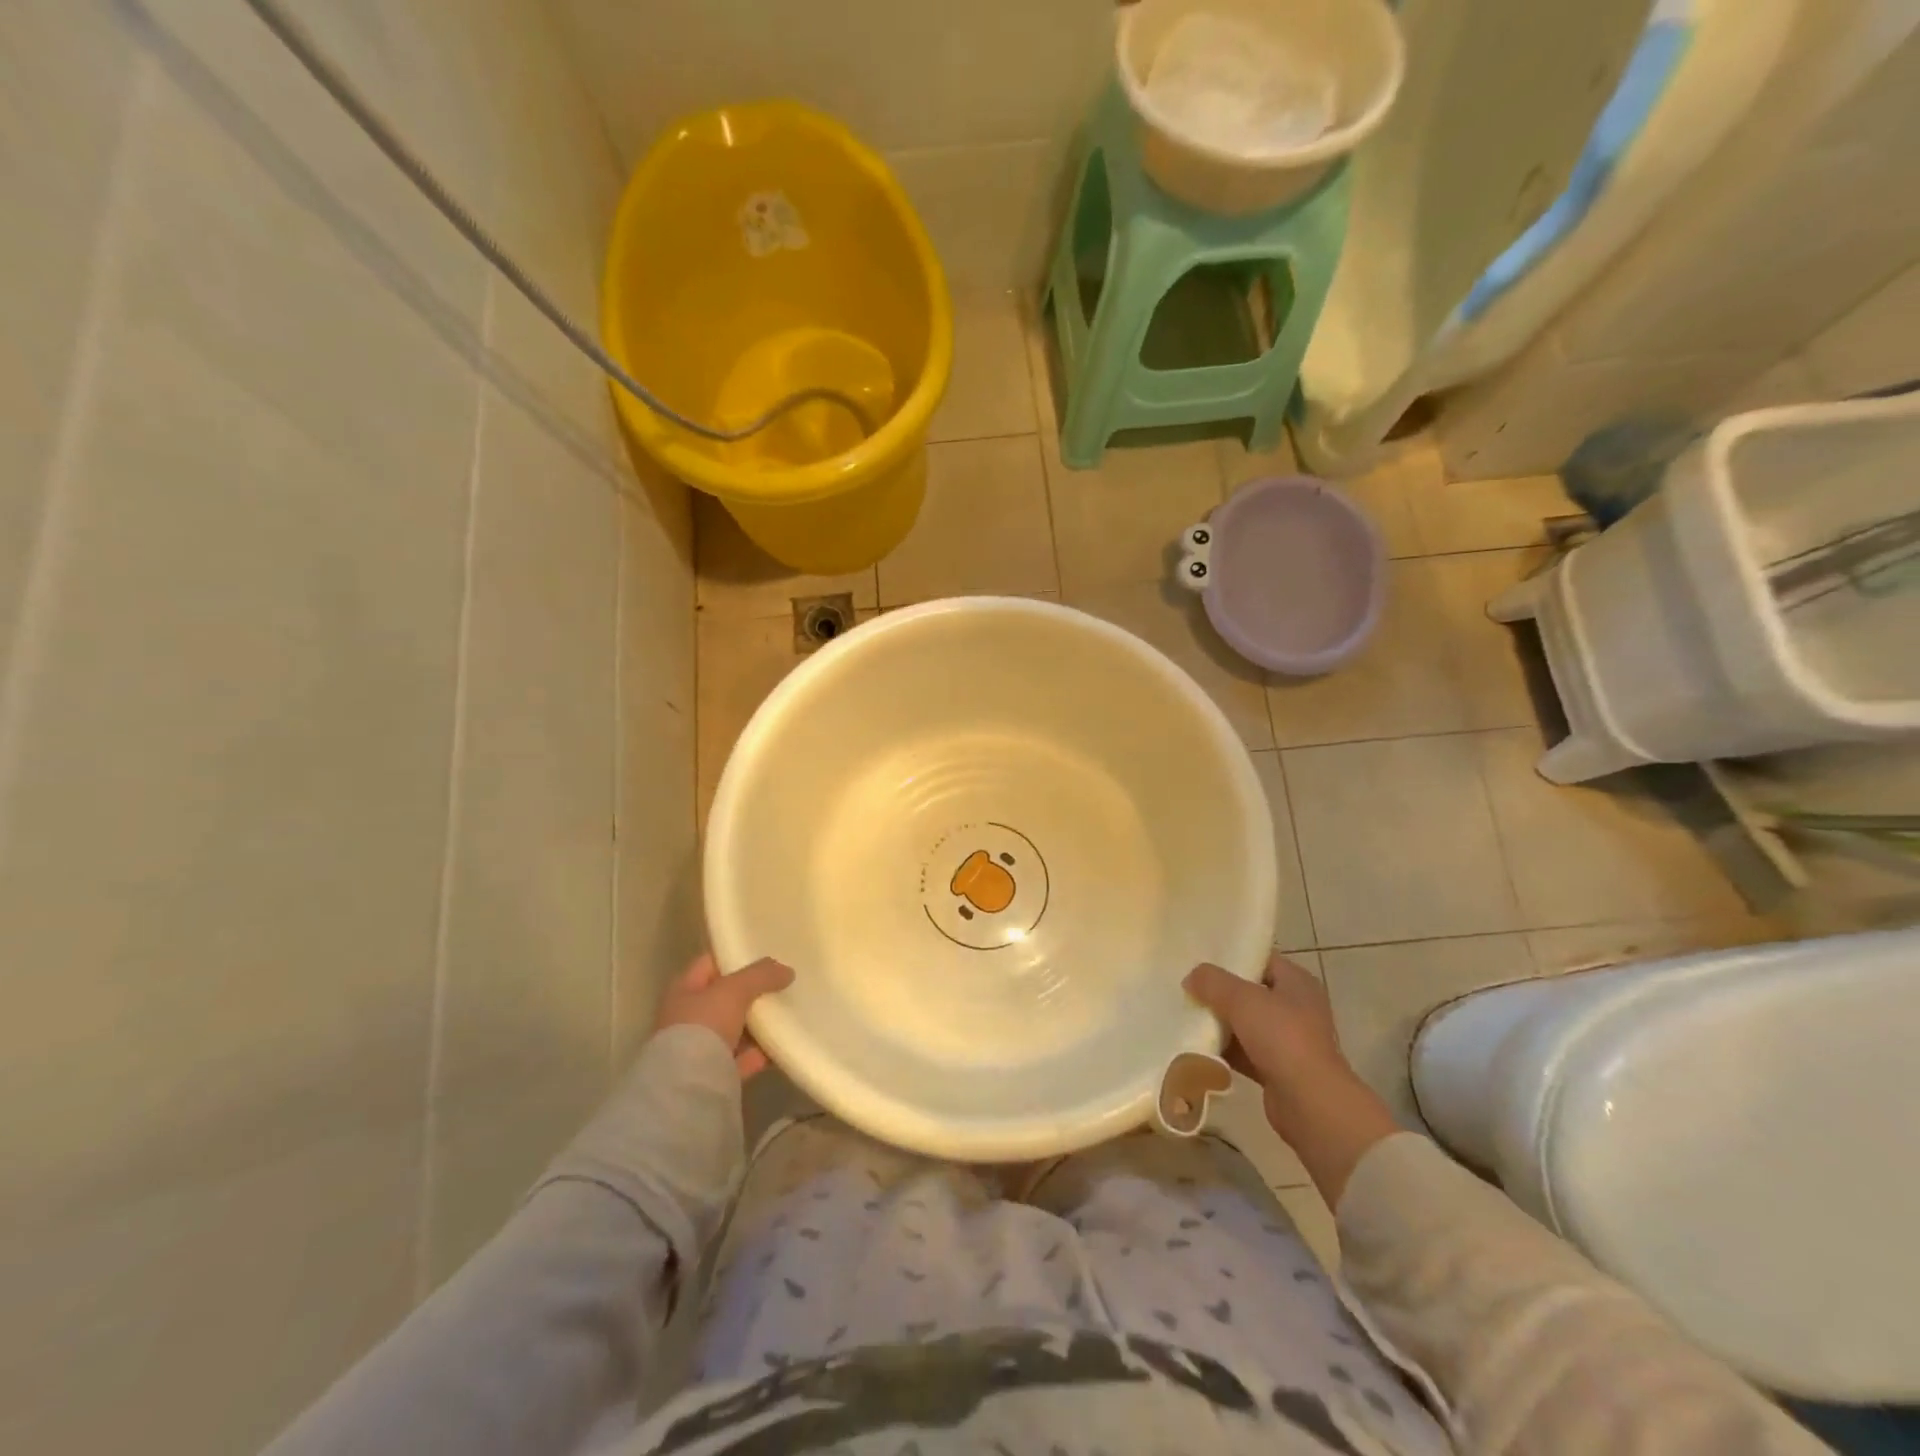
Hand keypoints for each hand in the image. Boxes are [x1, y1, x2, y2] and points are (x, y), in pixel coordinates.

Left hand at [654, 953, 793, 1078]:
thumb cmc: (703, 1026)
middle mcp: (688, 1017)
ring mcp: (701, 1048)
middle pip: (725, 997)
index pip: (710, 964)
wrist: (689, 1087)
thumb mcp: (734, 990)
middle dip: (751, 991)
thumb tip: (786, 971)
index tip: (764, 954)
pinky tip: (784, 1043)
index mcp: (683, 991)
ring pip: (736, 1028)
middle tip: (782, 983)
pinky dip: (762, 1051)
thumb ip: (760, 975)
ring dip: (759, 1022)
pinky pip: (745, 1057)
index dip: (735, 956)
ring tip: (789, 1010)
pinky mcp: (717, 1074)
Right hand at [1184, 952, 1397, 1203]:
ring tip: (1184, 1013)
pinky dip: (1223, 1049)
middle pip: (1250, 991)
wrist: (1310, 1104)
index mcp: (1297, 982)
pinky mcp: (1276, 1068)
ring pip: (1244, 1023)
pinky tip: (1196, 1045)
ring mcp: (1287, 1040)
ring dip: (1219, 1021)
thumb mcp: (1242, 999)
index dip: (1232, 955)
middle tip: (1186, 985)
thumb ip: (1213, 982)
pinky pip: (1243, 1052)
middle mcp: (1295, 1007)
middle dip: (1219, 990)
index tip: (1199, 957)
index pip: (1261, 958)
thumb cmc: (1282, 1038)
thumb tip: (1192, 977)